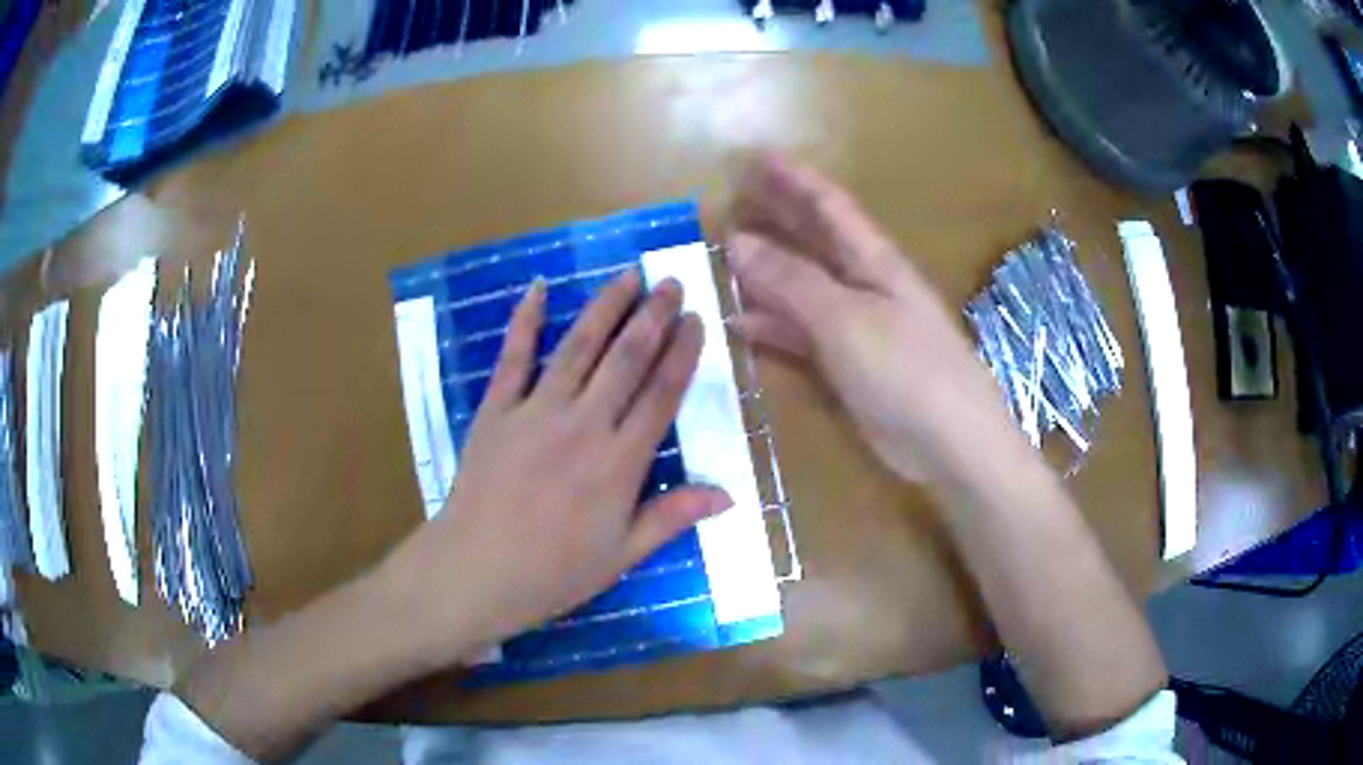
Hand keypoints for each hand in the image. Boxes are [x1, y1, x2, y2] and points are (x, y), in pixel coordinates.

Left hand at [377, 272, 730, 663]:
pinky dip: (525, 321)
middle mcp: (583, 425)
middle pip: (625, 360)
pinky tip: (538, 289)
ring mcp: (535, 412)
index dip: (682, 354)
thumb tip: (729, 494)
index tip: (696, 321)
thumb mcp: (621, 556)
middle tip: (671, 282)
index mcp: (618, 464)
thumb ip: (671, 517)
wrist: (475, 571)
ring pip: (578, 348)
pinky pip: (513, 358)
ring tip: (628, 275)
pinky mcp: (496, 410)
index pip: (660, 395)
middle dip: (652, 317)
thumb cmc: (553, 573)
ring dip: (605, 308)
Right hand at [728, 155, 1011, 482]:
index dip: (794, 179)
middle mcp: (865, 285)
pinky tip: (739, 322)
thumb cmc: (906, 369)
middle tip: (733, 197)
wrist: (948, 442)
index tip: (757, 158)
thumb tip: (737, 240)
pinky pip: (802, 334)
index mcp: (873, 260)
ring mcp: (857, 326)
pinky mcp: (849, 366)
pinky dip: (771, 326)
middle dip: (777, 216)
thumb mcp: (845, 318)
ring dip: (766, 273)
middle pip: (815, 240)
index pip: (829, 205)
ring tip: (724, 257)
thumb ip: (791, 280)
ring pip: (803, 288)